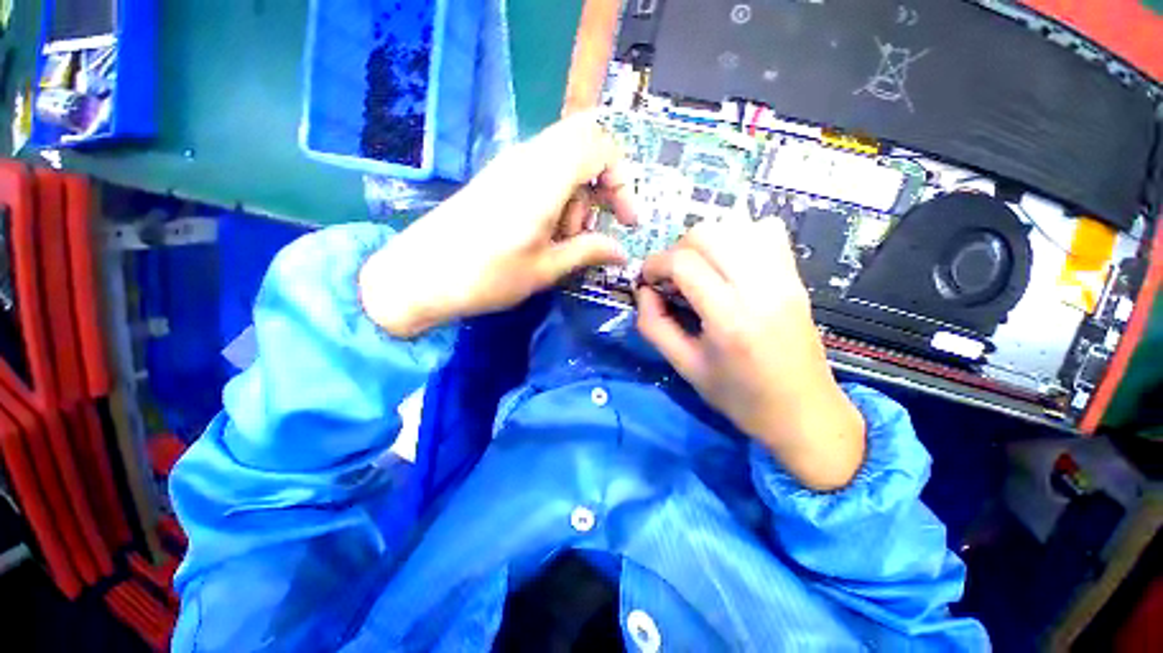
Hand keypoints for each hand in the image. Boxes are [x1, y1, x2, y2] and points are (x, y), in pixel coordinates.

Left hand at [360, 112, 636, 337]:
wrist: (420, 276)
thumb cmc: (486, 277)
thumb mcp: (545, 269)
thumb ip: (587, 252)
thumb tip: (621, 252)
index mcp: (543, 179)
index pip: (600, 145)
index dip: (622, 179)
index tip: (626, 219)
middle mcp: (528, 159)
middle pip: (584, 143)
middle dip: (603, 183)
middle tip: (597, 225)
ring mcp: (510, 165)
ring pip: (565, 159)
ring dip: (577, 196)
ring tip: (564, 239)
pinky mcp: (499, 178)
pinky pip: (543, 171)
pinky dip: (557, 196)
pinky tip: (545, 231)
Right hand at [636, 219, 865, 490]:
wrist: (804, 413)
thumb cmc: (739, 397)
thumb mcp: (684, 366)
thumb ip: (654, 325)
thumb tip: (643, 291)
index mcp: (730, 318)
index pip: (683, 263)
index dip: (655, 264)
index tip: (646, 280)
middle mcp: (761, 288)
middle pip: (708, 234)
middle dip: (676, 249)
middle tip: (670, 277)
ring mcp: (784, 278)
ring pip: (736, 225)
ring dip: (704, 241)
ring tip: (697, 268)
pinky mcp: (796, 277)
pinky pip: (766, 231)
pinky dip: (738, 236)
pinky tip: (729, 263)